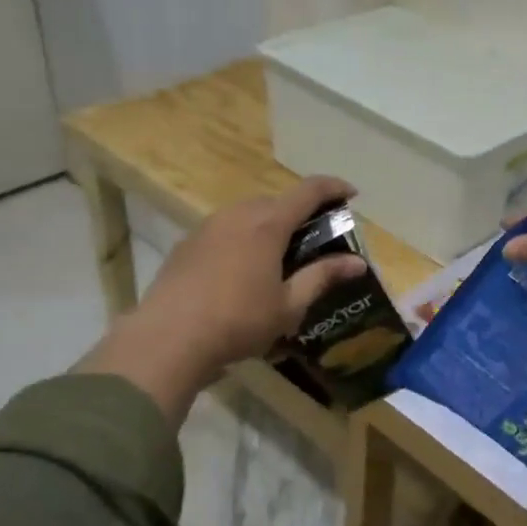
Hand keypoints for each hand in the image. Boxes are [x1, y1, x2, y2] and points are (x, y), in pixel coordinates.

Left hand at [77, 176, 367, 420]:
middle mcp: (238, 214)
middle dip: (301, 213)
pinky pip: (225, 229)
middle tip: (317, 239)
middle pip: (278, 201)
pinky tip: (242, 270)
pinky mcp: (187, 243)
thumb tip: (357, 262)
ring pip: (248, 214)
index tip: (352, 195)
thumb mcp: (289, 305)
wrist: (169, 338)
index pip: (309, 191)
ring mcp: (208, 226)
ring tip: (279, 257)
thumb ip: (323, 277)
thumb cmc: (238, 321)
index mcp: (268, 224)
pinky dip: (243, 238)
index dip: (334, 187)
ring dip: (270, 225)